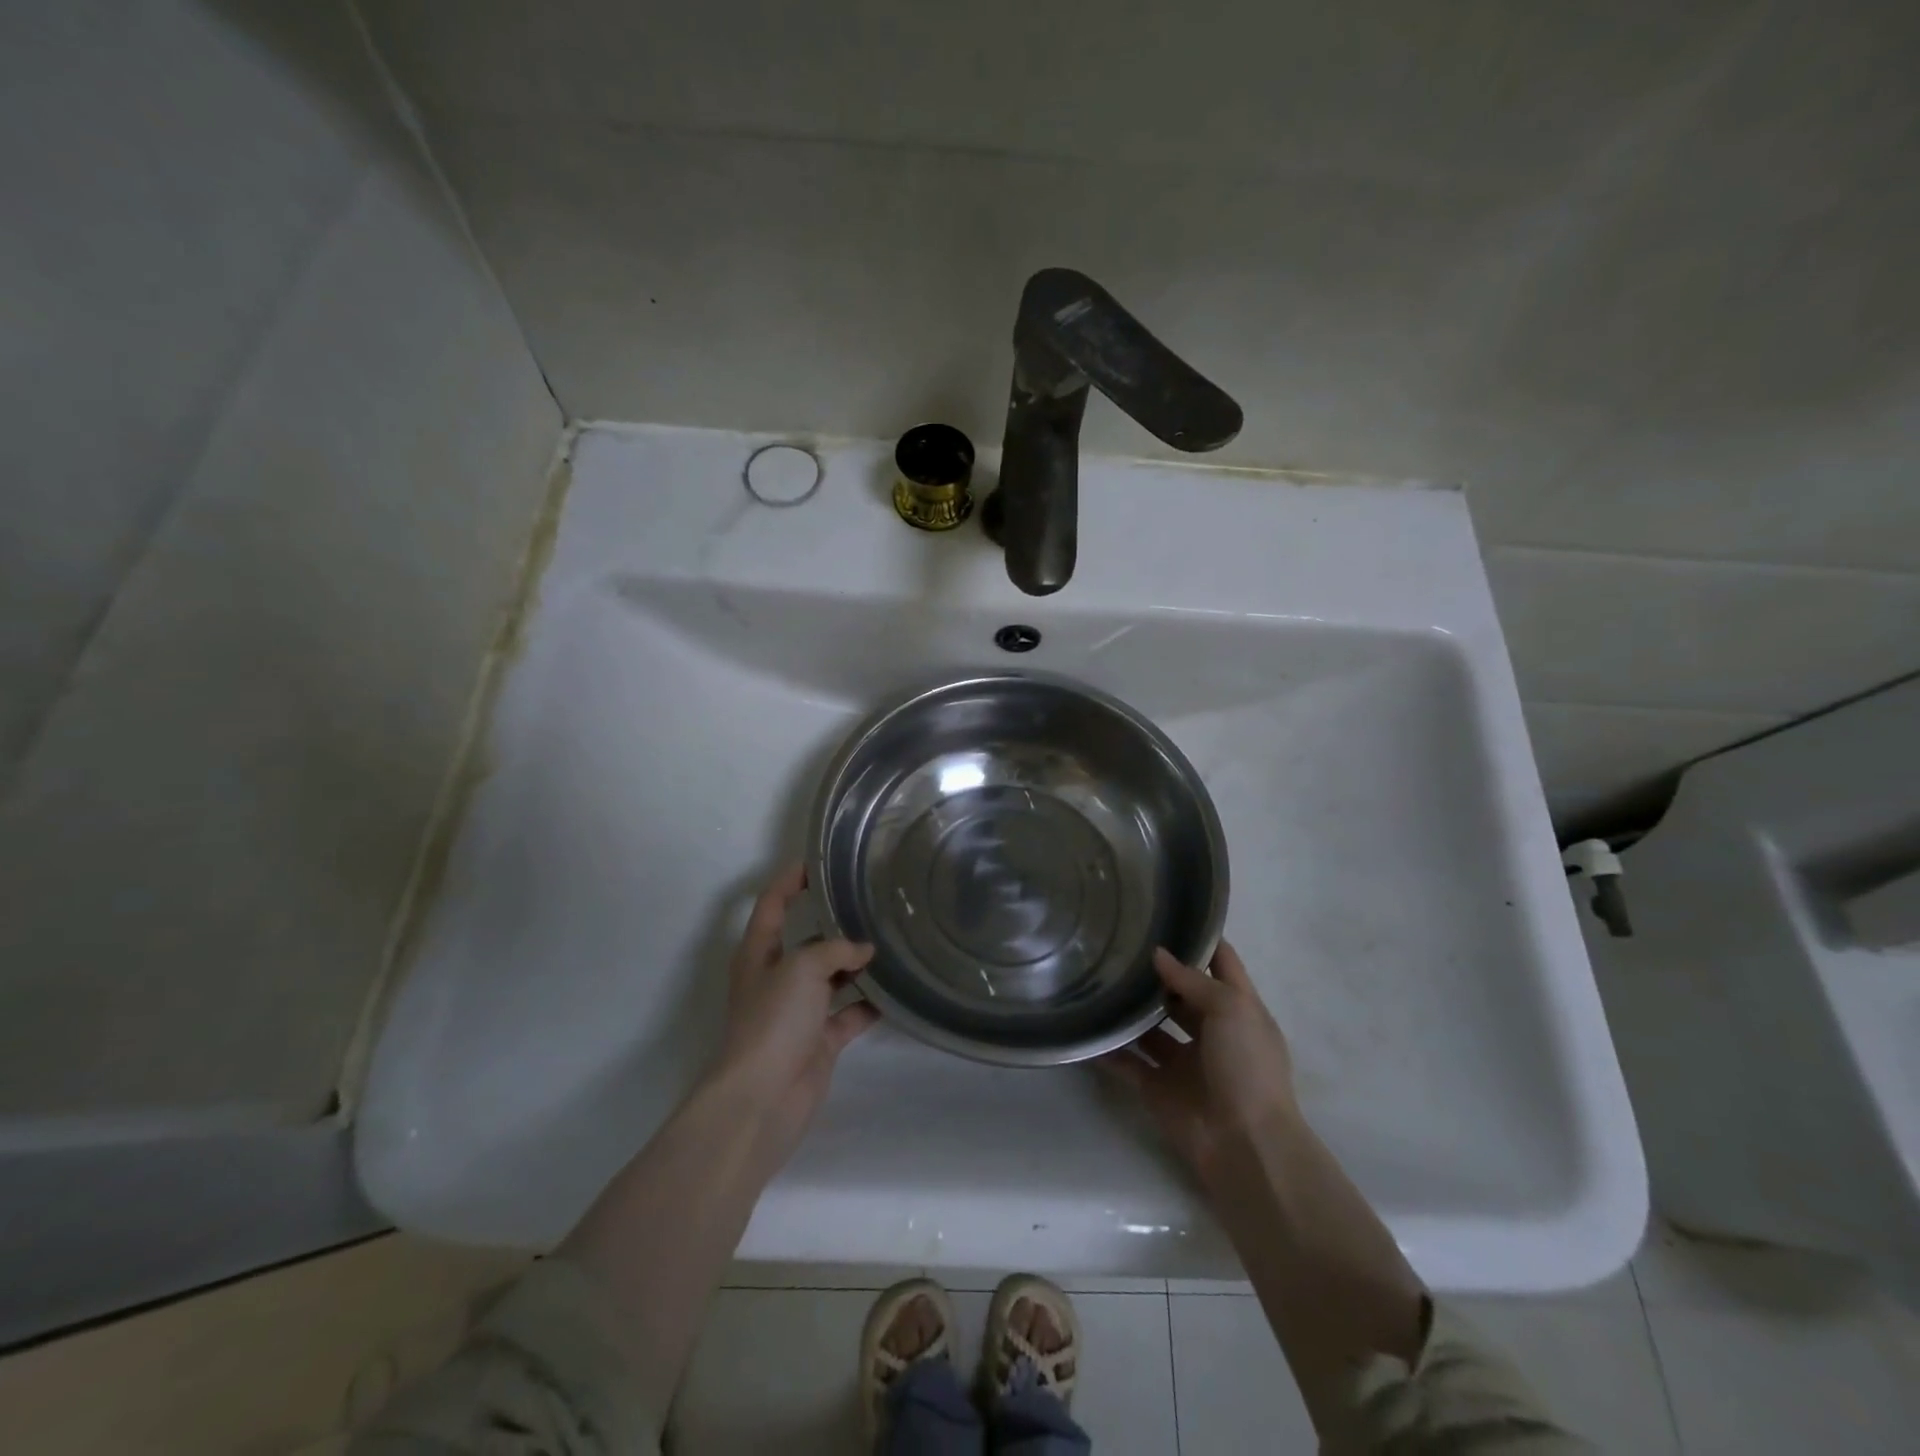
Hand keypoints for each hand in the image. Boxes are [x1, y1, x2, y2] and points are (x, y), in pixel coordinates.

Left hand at [710, 863, 878, 1156]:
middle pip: (808, 940)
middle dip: (835, 924)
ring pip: (832, 977)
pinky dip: (869, 1004)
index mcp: (759, 953)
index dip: (791, 880)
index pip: (772, 904)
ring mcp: (799, 1011)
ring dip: (857, 964)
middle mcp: (777, 977)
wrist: (763, 1098)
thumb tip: (864, 951)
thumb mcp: (801, 968)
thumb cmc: (773, 1021)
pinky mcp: (820, 1040)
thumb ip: (834, 950)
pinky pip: (850, 1014)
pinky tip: (897, 990)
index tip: (819, 861)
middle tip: (872, 902)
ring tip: (892, 942)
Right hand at [1098, 942, 1298, 1183]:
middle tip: (1119, 943)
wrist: (1244, 1146)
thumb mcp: (1232, 1010)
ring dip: (1131, 1009)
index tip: (1169, 911)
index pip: (1221, 963)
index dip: (1202, 938)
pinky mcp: (1157, 1087)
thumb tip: (1158, 954)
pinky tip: (1085, 1026)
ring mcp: (1183, 1061)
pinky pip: (1128, 1063)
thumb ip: (1192, 981)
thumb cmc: (1247, 1067)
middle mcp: (1211, 1031)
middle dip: (1156, 972)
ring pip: (1151, 1027)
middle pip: (1181, 993)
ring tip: (1097, 977)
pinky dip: (1109, 1049)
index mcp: (1238, 1010)